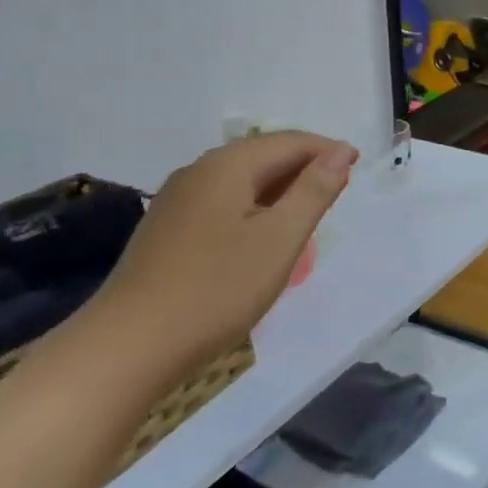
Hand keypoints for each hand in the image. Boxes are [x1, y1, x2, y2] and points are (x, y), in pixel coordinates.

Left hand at [84, 132, 357, 379]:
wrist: (129, 345)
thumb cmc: (217, 289)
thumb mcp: (280, 239)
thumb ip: (314, 190)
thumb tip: (340, 151)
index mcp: (228, 165)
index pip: (289, 142)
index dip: (326, 150)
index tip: (357, 167)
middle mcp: (199, 171)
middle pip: (262, 155)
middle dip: (303, 168)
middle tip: (337, 192)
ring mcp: (176, 200)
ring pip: (240, 180)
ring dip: (278, 189)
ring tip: (305, 215)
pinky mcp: (166, 229)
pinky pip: (221, 202)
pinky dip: (252, 208)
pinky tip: (259, 236)